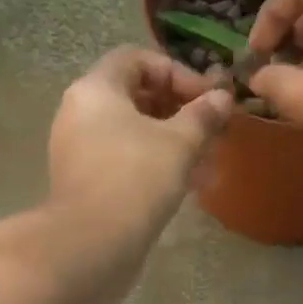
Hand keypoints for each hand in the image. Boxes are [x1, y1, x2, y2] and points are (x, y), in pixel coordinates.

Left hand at [48, 47, 232, 239]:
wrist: (92, 244)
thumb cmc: (136, 179)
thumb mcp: (179, 143)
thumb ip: (203, 116)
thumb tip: (223, 97)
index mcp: (96, 89)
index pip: (137, 60)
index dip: (177, 73)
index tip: (207, 99)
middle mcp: (80, 113)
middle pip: (135, 97)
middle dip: (179, 112)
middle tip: (211, 132)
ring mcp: (79, 151)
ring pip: (132, 134)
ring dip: (172, 143)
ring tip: (206, 164)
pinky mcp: (85, 183)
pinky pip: (123, 162)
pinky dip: (153, 166)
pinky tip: (185, 186)